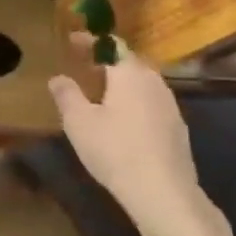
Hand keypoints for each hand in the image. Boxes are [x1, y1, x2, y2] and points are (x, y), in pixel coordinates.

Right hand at [49, 38, 217, 235]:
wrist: (165, 194)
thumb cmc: (115, 150)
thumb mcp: (78, 122)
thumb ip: (66, 94)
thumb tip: (57, 78)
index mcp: (129, 73)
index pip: (111, 44)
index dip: (90, 41)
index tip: (72, 41)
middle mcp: (153, 82)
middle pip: (129, 62)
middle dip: (107, 61)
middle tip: (85, 67)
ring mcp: (170, 106)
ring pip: (143, 83)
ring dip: (122, 82)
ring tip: (102, 94)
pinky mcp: (178, 129)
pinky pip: (152, 103)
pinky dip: (135, 102)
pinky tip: (124, 122)